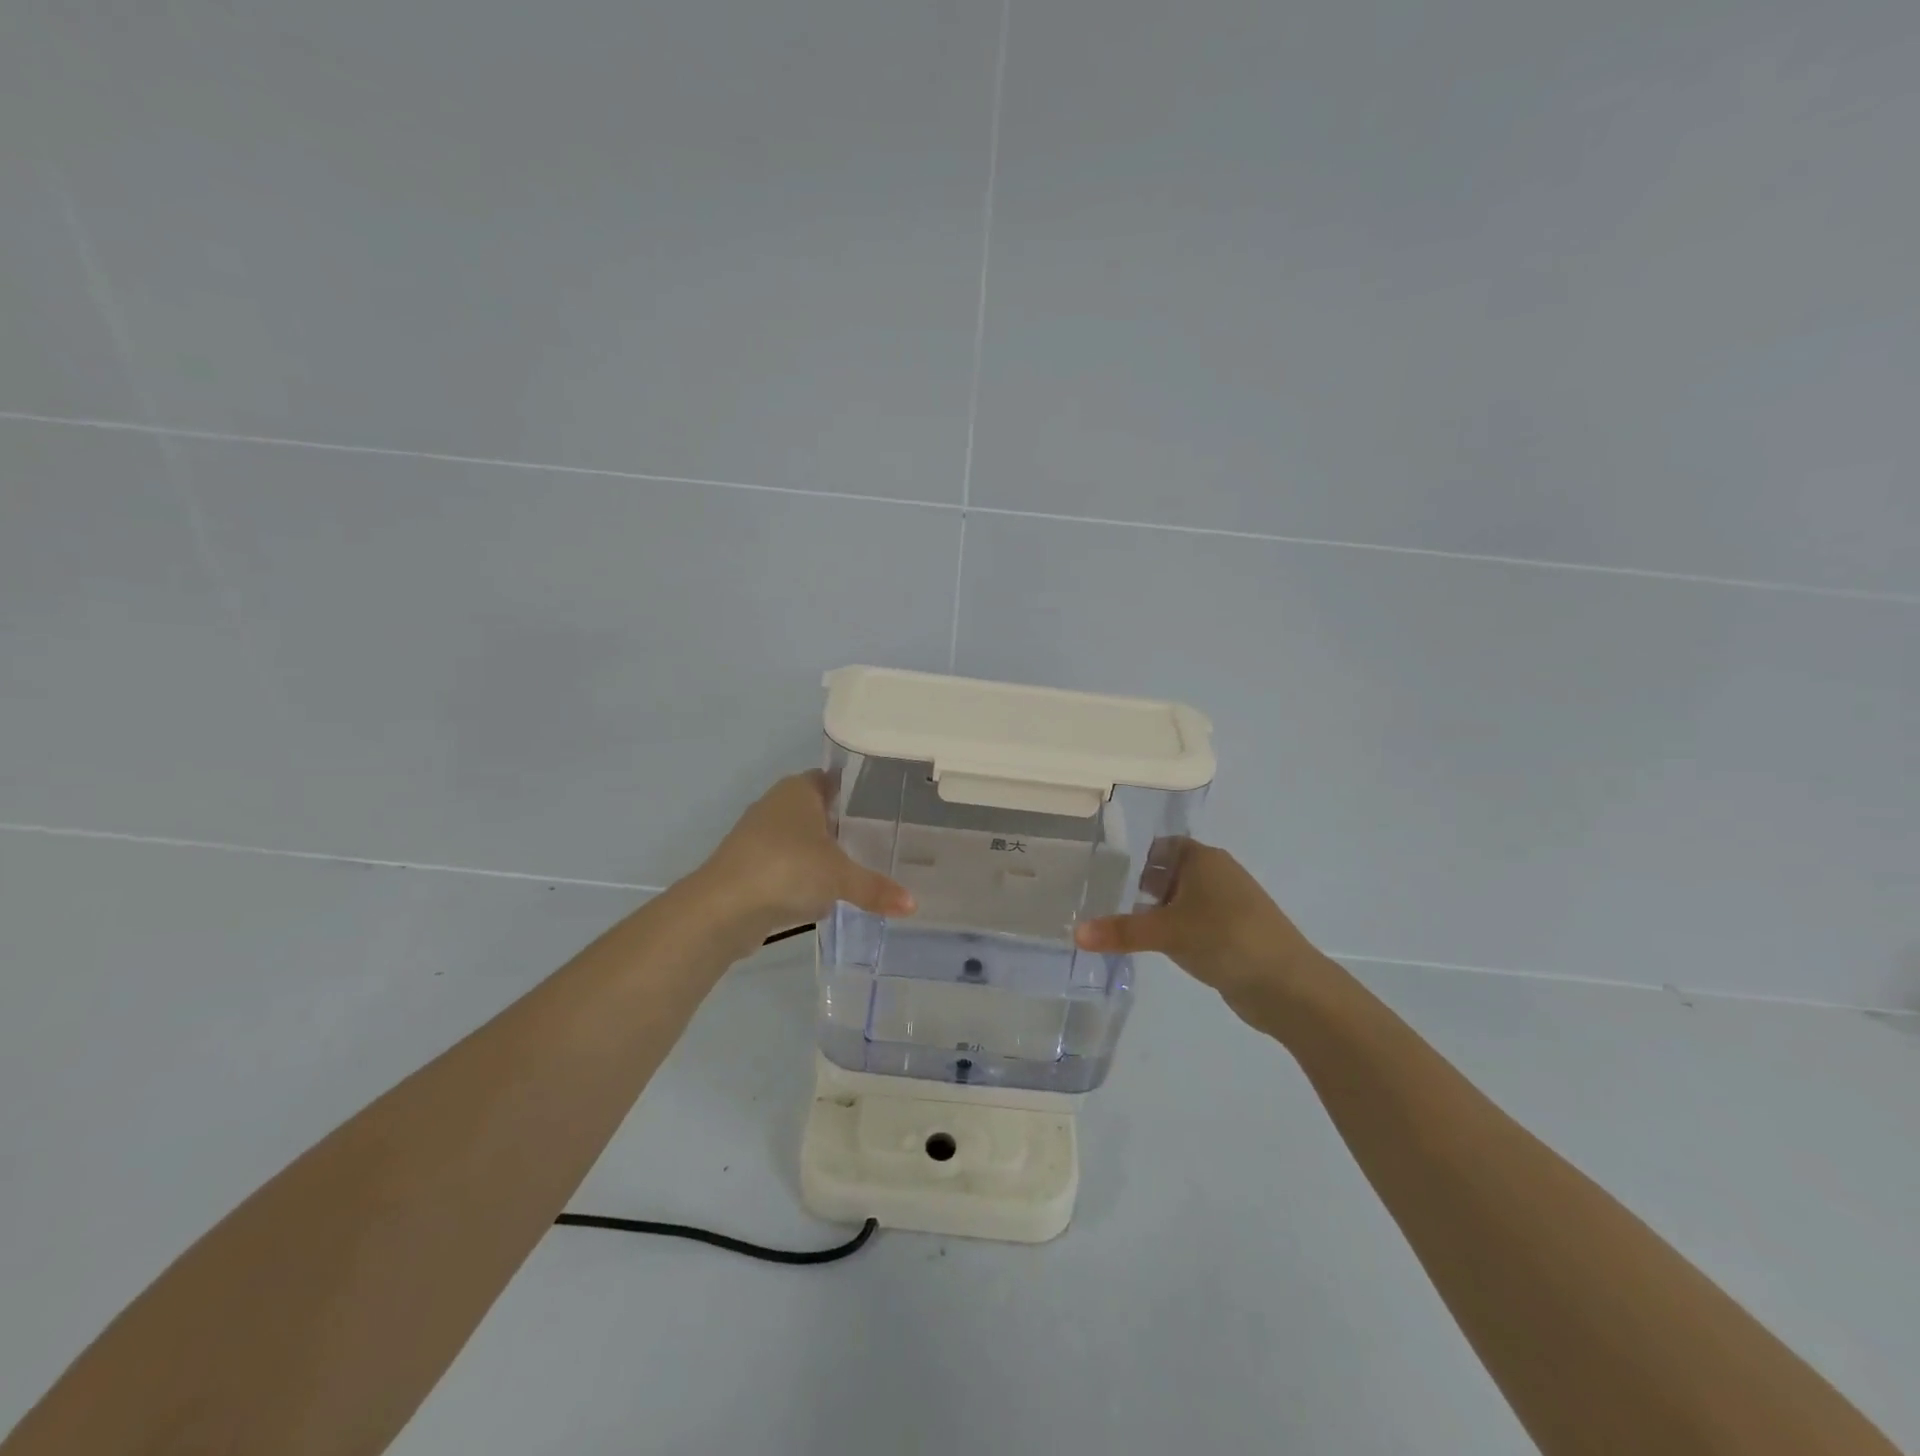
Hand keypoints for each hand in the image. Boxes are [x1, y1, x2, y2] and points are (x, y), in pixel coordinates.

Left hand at [690, 771, 914, 941]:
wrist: (723, 908)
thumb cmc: (787, 870)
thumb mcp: (840, 878)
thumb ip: (876, 888)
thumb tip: (912, 904)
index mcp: (798, 790)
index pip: (833, 779)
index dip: (857, 791)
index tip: (883, 807)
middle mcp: (776, 805)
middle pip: (817, 809)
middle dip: (842, 825)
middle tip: (879, 840)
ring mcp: (758, 835)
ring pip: (800, 839)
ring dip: (820, 852)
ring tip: (857, 867)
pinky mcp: (748, 866)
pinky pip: (786, 864)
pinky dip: (802, 875)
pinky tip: (823, 893)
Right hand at [1074, 841, 1327, 1018]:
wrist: (1288, 985)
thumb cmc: (1225, 939)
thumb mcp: (1166, 932)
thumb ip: (1120, 931)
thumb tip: (1074, 933)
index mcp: (1203, 859)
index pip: (1162, 846)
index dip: (1136, 858)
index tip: (1106, 874)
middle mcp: (1217, 874)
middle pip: (1170, 872)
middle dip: (1141, 887)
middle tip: (1104, 901)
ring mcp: (1229, 905)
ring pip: (1183, 900)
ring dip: (1159, 912)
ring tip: (1124, 927)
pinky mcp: (1235, 932)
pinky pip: (1196, 923)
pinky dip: (1177, 931)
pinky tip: (1159, 949)